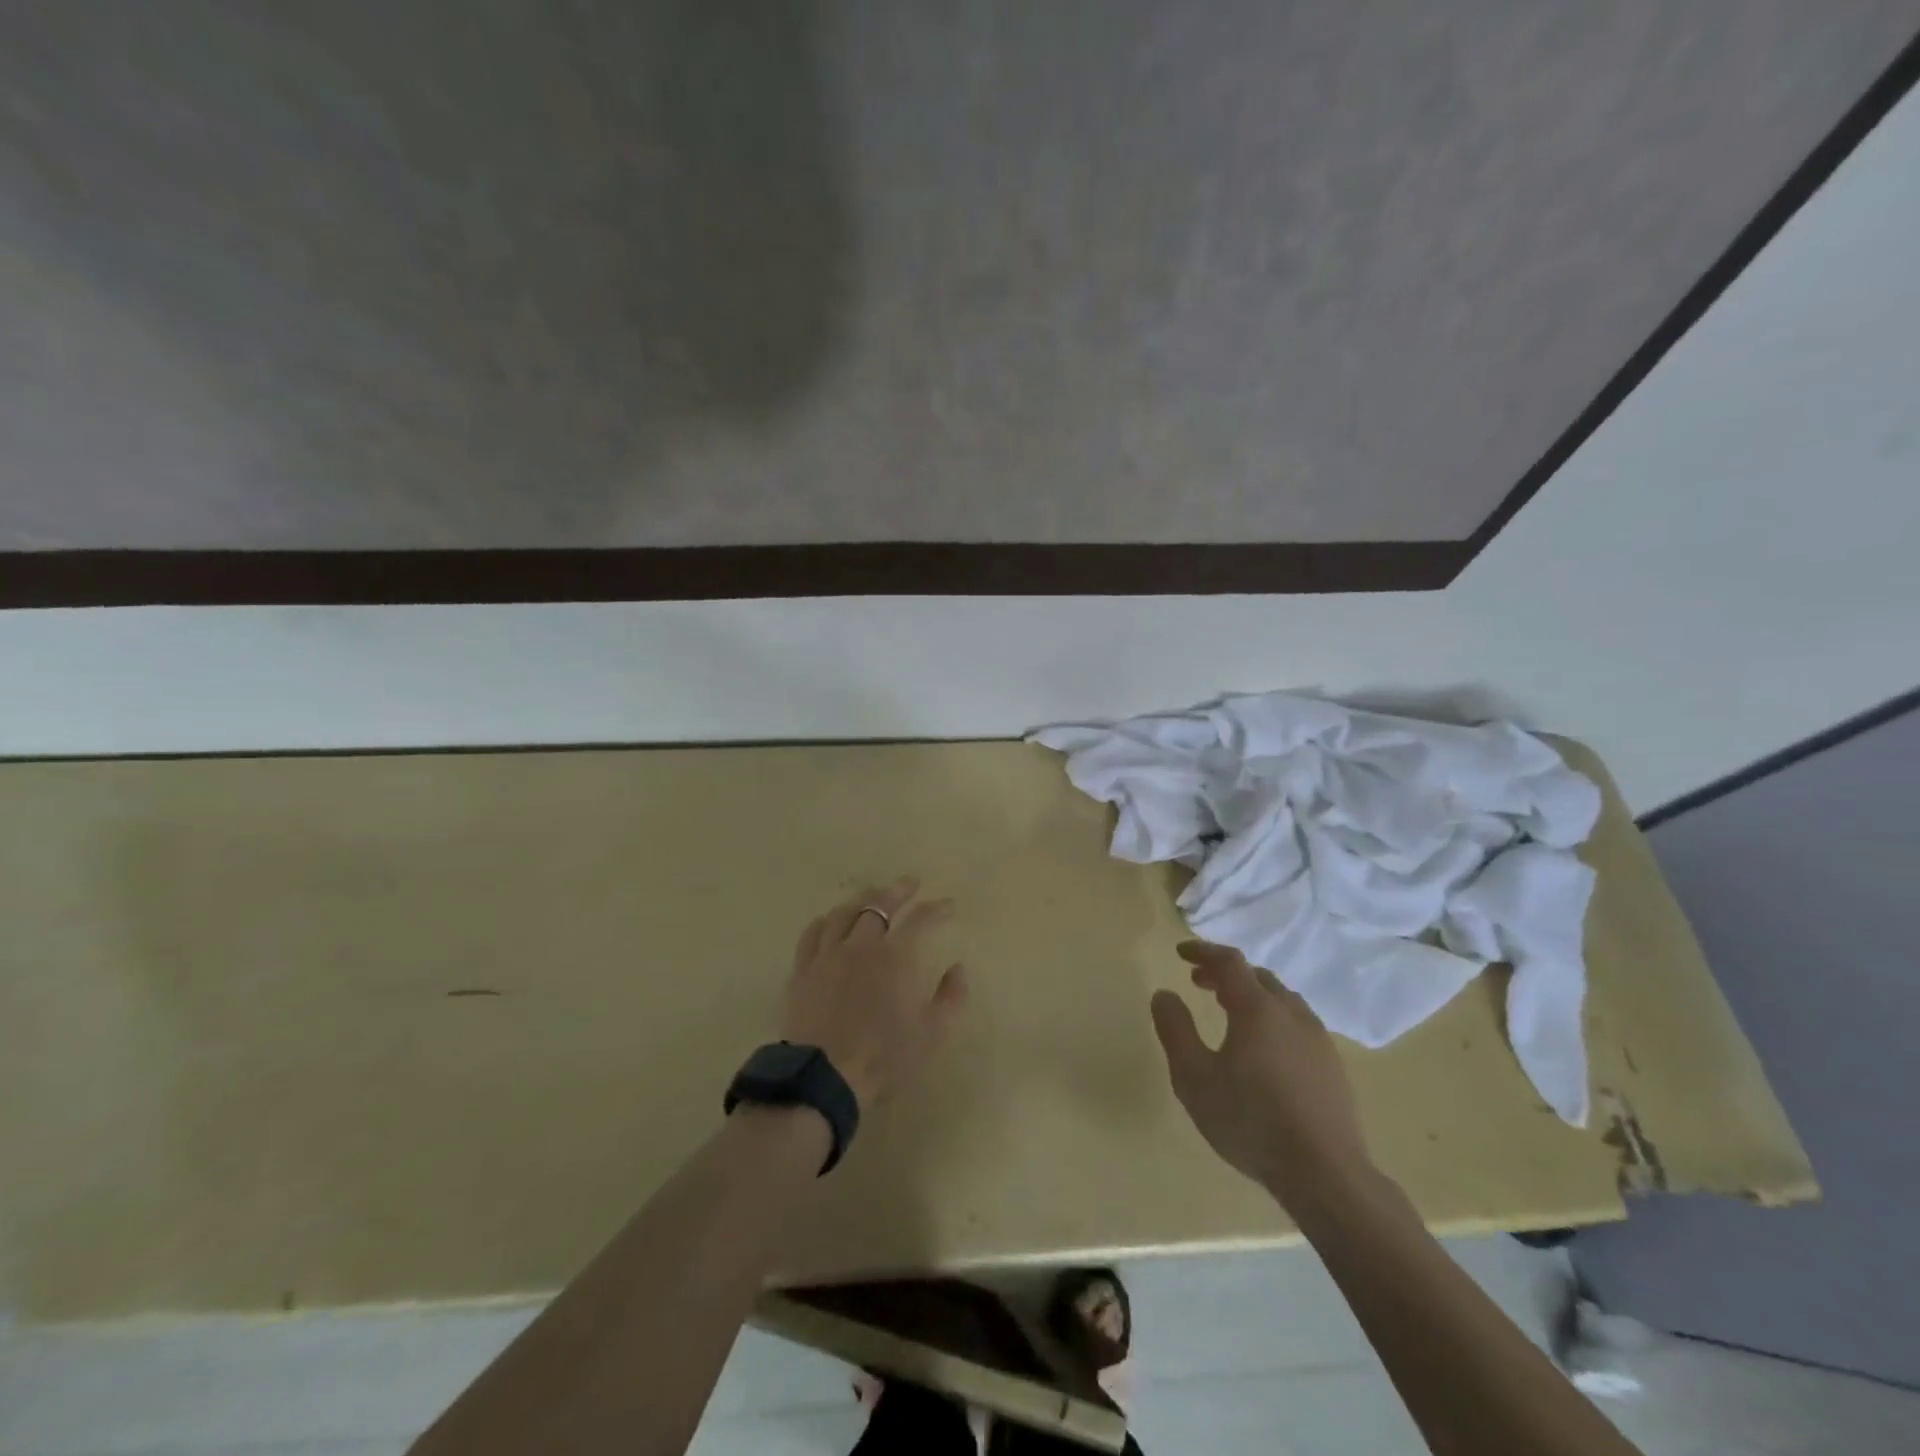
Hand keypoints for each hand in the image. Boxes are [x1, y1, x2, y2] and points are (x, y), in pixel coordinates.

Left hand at [782, 877, 969, 1110]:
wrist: (825, 1078)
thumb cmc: (884, 1057)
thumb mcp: (932, 1034)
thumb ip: (951, 997)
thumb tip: (958, 968)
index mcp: (894, 957)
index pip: (920, 921)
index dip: (936, 909)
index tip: (948, 905)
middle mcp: (860, 946)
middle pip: (878, 905)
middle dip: (898, 892)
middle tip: (910, 884)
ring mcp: (827, 955)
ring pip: (844, 913)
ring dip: (862, 900)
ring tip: (872, 896)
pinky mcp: (803, 970)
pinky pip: (813, 934)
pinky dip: (826, 921)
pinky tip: (831, 921)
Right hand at [1150, 940, 1375, 1210]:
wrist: (1325, 1175)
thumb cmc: (1250, 1121)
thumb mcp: (1194, 1078)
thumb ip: (1175, 1030)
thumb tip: (1164, 994)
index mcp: (1257, 1009)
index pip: (1229, 962)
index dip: (1203, 951)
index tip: (1180, 953)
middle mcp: (1292, 1014)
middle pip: (1258, 977)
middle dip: (1226, 974)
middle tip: (1200, 984)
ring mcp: (1318, 1040)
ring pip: (1283, 1000)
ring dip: (1253, 995)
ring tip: (1231, 1013)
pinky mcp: (1333, 1067)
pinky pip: (1299, 1024)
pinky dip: (1274, 1018)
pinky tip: (1266, 1049)